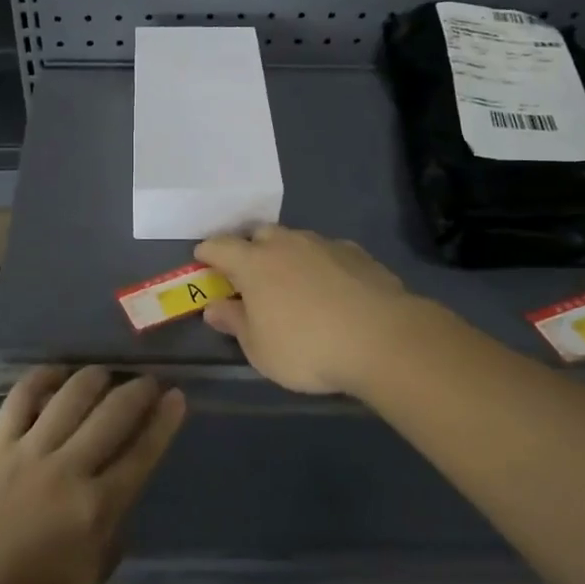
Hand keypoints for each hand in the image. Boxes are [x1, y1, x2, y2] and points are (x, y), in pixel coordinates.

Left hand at [0, 366, 185, 583]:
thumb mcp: (99, 566)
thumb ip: (116, 516)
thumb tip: (122, 476)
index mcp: (98, 507)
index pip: (143, 451)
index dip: (164, 419)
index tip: (177, 395)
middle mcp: (69, 470)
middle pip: (113, 413)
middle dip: (138, 390)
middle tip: (147, 381)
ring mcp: (30, 453)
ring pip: (71, 395)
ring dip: (95, 378)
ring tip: (104, 375)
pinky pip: (21, 397)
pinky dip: (42, 378)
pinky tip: (57, 374)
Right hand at [194, 225, 430, 394]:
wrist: (381, 338)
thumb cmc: (307, 348)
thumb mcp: (259, 349)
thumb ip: (235, 323)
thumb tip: (214, 307)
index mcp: (254, 263)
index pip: (220, 246)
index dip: (207, 252)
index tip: (202, 260)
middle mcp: (286, 243)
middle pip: (259, 234)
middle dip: (250, 249)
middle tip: (250, 275)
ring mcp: (324, 244)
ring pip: (296, 241)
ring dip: (288, 255)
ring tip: (293, 283)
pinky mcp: (356, 254)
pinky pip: (328, 253)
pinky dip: (321, 265)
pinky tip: (331, 289)